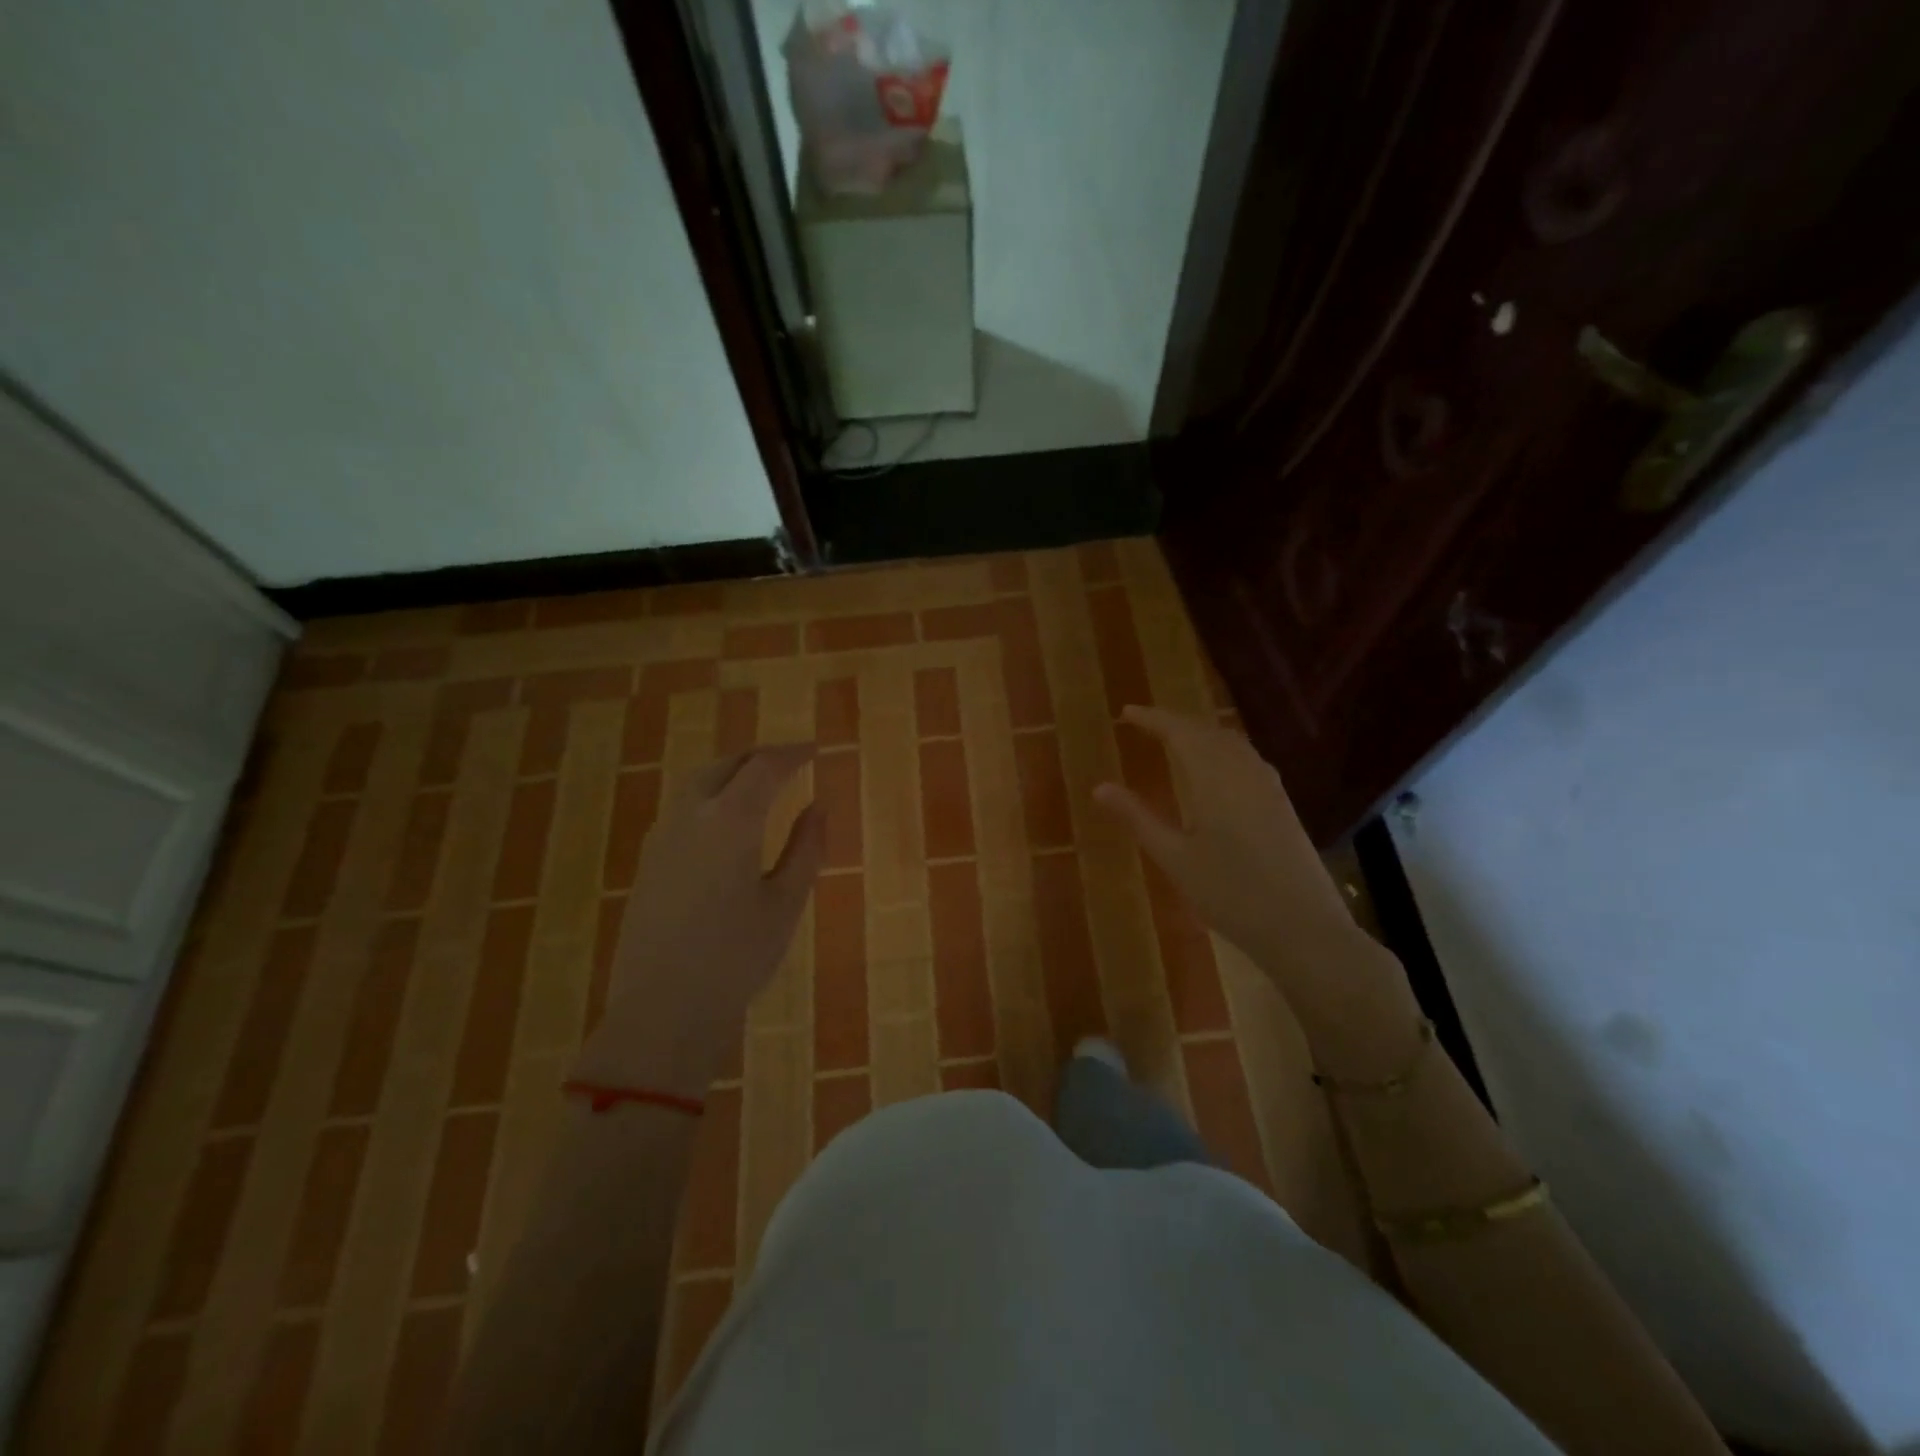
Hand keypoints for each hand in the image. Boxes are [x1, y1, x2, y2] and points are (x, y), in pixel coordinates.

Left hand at [574, 744, 823, 1096]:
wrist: (661, 1010)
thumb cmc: (736, 958)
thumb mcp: (785, 903)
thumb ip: (806, 848)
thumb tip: (818, 806)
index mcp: (730, 821)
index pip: (764, 767)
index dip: (792, 754)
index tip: (815, 750)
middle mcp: (690, 817)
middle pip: (724, 765)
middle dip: (758, 757)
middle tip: (789, 761)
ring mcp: (662, 838)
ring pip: (696, 783)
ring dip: (730, 773)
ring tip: (759, 784)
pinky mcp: (648, 862)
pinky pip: (681, 808)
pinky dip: (709, 796)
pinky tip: (725, 821)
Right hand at [1094, 707, 1415, 1065]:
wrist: (1303, 928)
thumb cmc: (1231, 894)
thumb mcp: (1175, 858)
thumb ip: (1138, 818)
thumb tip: (1099, 787)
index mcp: (1215, 778)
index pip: (1180, 732)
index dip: (1152, 719)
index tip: (1126, 713)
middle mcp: (1245, 771)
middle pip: (1208, 731)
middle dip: (1176, 722)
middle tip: (1146, 723)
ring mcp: (1269, 786)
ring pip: (1231, 743)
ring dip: (1201, 733)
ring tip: (1175, 739)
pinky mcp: (1282, 804)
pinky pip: (1247, 758)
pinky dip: (1222, 749)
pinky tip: (1216, 768)